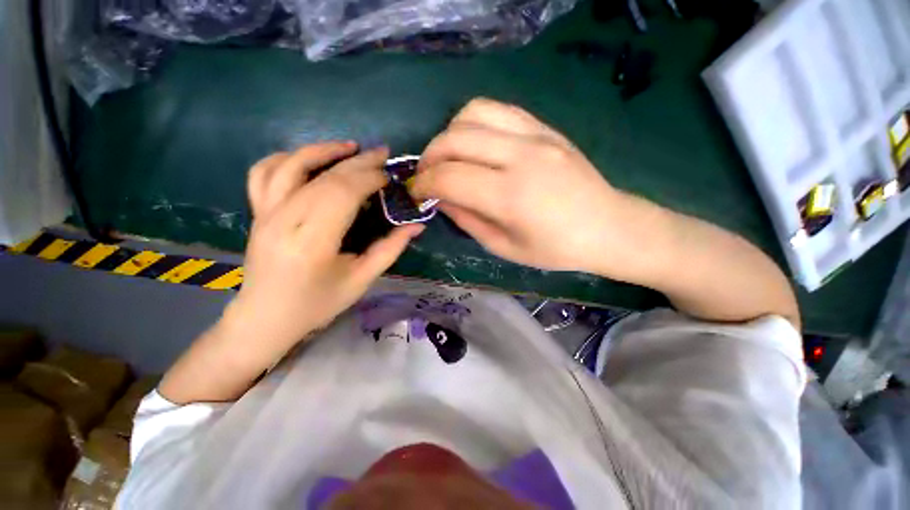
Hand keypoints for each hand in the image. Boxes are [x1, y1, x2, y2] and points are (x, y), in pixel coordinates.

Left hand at [227, 142, 423, 353]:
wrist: (266, 317)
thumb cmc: (318, 303)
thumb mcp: (361, 280)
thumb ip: (390, 249)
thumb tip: (417, 226)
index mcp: (313, 242)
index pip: (343, 194)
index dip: (369, 178)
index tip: (389, 177)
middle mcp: (284, 220)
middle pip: (324, 177)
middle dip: (358, 162)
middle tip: (382, 153)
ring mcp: (265, 213)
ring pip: (291, 165)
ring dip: (322, 150)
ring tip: (349, 146)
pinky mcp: (257, 213)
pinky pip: (263, 173)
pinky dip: (286, 158)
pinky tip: (307, 158)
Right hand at [412, 98, 645, 275]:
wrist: (607, 226)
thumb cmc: (555, 249)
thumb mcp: (503, 246)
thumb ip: (466, 219)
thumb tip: (440, 198)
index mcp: (510, 196)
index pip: (449, 177)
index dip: (424, 184)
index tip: (417, 193)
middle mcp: (520, 157)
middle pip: (455, 139)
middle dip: (429, 157)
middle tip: (427, 175)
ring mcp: (535, 135)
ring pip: (473, 113)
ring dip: (449, 134)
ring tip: (449, 157)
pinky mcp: (544, 127)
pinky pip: (498, 109)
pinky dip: (474, 123)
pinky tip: (475, 144)